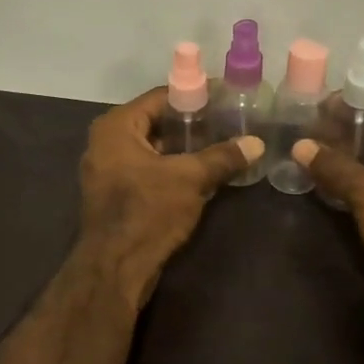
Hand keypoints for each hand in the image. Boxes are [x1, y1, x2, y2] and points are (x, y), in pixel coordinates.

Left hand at [78, 87, 262, 305]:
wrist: (115, 267)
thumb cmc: (147, 211)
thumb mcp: (190, 179)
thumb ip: (222, 157)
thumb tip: (257, 143)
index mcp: (116, 126)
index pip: (161, 97)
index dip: (195, 95)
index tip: (225, 96)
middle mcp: (107, 142)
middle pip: (157, 122)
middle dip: (192, 123)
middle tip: (228, 120)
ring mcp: (109, 170)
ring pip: (154, 149)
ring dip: (185, 148)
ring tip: (222, 144)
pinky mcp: (117, 195)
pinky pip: (149, 170)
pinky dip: (173, 168)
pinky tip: (204, 172)